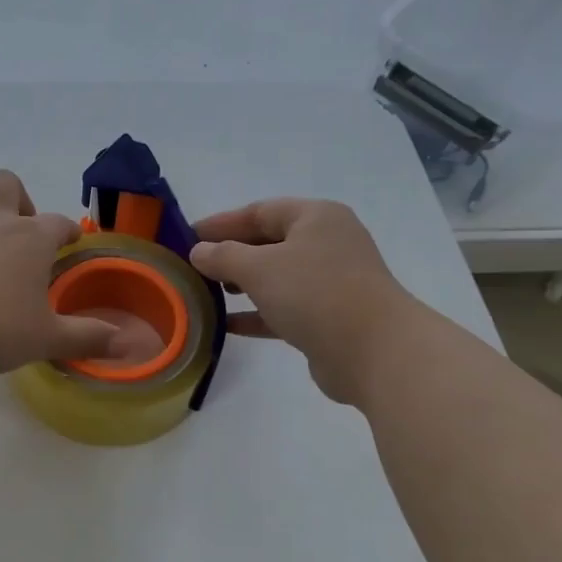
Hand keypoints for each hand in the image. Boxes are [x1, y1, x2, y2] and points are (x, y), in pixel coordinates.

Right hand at [190, 199, 416, 404]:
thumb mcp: (259, 268)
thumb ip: (223, 256)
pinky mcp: (327, 317)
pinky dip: (256, 313)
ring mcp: (330, 282)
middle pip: (269, 242)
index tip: (187, 236)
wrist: (373, 351)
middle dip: (231, 253)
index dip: (222, 222)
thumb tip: (199, 252)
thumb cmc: (315, 293)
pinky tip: (227, 324)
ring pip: (276, 277)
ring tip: (207, 293)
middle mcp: (326, 243)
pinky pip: (283, 308)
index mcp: (315, 218)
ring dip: (242, 284)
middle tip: (194, 266)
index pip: (260, 210)